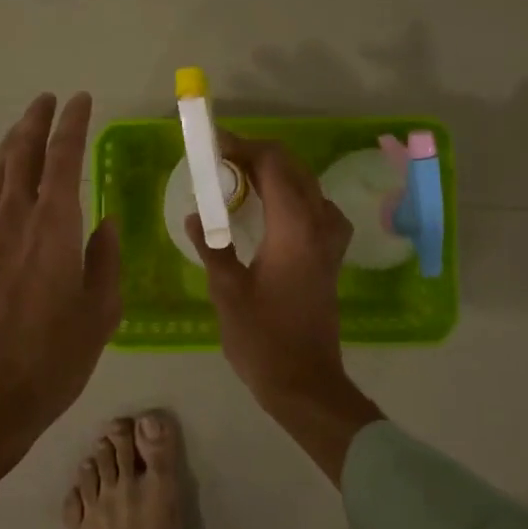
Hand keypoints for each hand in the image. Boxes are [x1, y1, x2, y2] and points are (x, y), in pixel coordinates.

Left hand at [0, 93, 120, 493]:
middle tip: (48, 100)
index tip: (81, 100)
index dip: (72, 125)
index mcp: (52, 229)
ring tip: (23, 129)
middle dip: (35, 122)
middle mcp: (13, 221)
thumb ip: (105, 261)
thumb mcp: (99, 315)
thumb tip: (106, 222)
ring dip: (9, 145)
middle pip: (21, 155)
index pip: (62, 159)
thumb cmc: (50, 362)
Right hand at [186, 131, 382, 483]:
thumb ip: (211, 247)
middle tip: (220, 163)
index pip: (274, 163)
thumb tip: (195, 216)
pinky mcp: (332, 254)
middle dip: (257, 155)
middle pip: (293, 167)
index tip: (214, 146)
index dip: (244, 147)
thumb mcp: (227, 291)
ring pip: (306, 184)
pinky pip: (315, 206)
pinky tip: (270, 211)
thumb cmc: (262, 339)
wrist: (305, 382)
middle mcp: (319, 224)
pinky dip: (291, 195)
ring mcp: (331, 239)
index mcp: (294, 228)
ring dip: (275, 173)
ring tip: (239, 182)